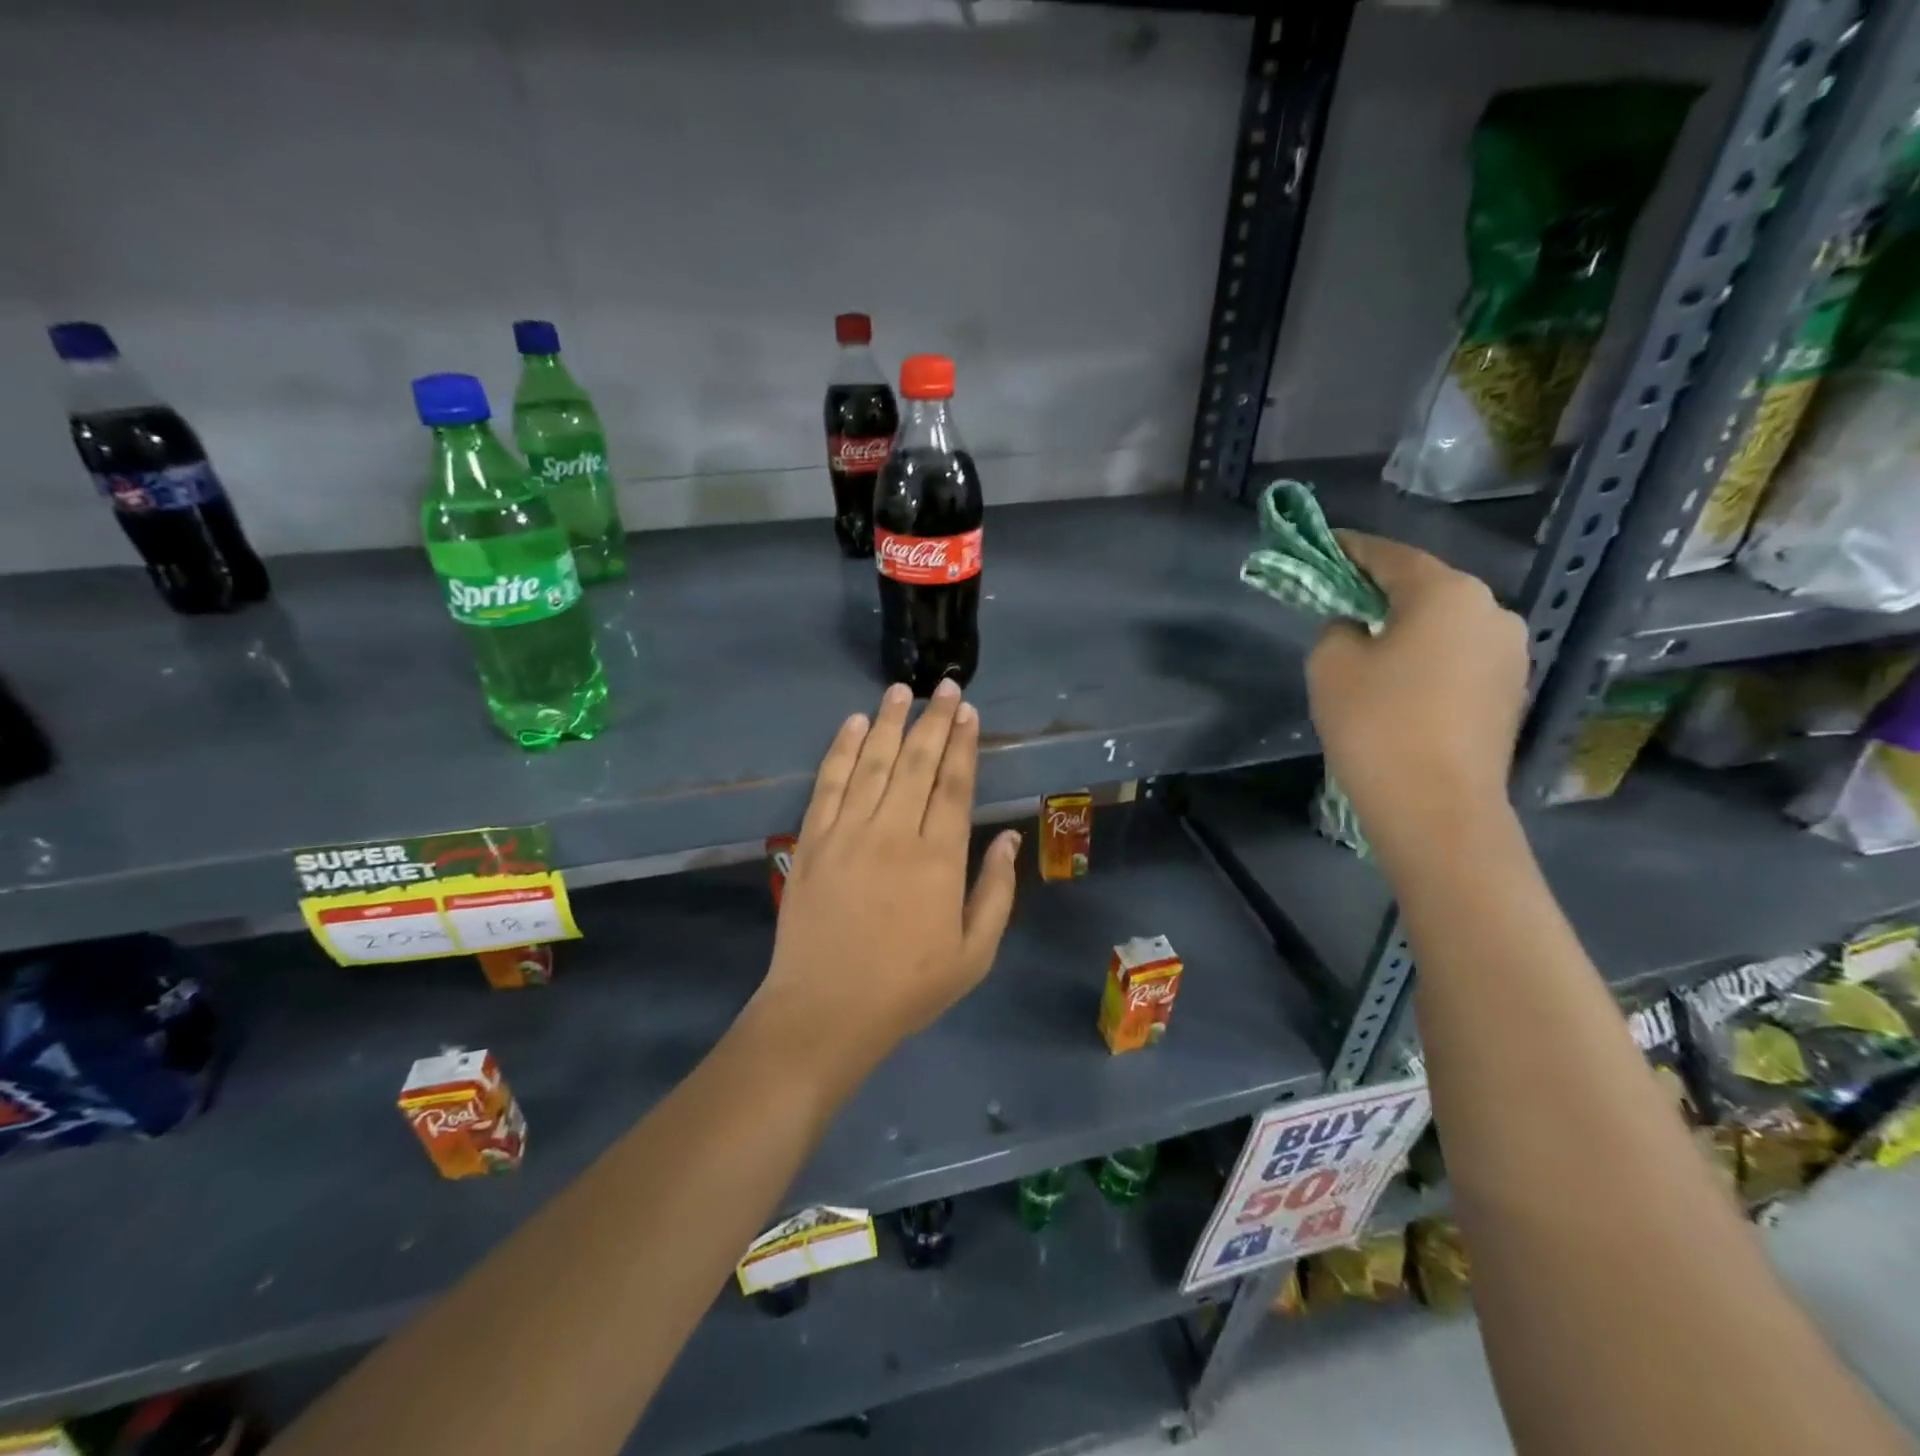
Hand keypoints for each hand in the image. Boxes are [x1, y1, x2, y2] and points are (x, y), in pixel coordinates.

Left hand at [751, 680, 1020, 1080]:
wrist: (825, 1011)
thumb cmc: (907, 988)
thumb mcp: (974, 954)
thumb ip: (995, 892)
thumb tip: (1009, 839)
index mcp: (938, 858)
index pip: (954, 784)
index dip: (964, 743)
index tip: (968, 712)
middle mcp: (894, 832)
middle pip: (917, 762)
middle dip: (934, 720)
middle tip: (945, 686)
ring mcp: (847, 832)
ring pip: (872, 762)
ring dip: (889, 722)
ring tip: (901, 690)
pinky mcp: (811, 840)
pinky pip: (828, 783)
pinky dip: (840, 749)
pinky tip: (853, 724)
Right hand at [1307, 531, 1528, 869]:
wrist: (1437, 808)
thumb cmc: (1377, 725)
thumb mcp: (1331, 665)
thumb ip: (1337, 628)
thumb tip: (1356, 628)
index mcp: (1447, 593)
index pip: (1390, 555)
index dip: (1351, 548)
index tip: (1323, 545)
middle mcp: (1491, 611)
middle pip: (1424, 588)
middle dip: (1380, 590)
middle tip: (1340, 601)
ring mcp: (1509, 654)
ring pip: (1444, 625)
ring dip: (1406, 627)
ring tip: (1368, 648)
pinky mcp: (1509, 692)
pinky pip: (1458, 657)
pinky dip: (1427, 657)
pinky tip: (1400, 683)